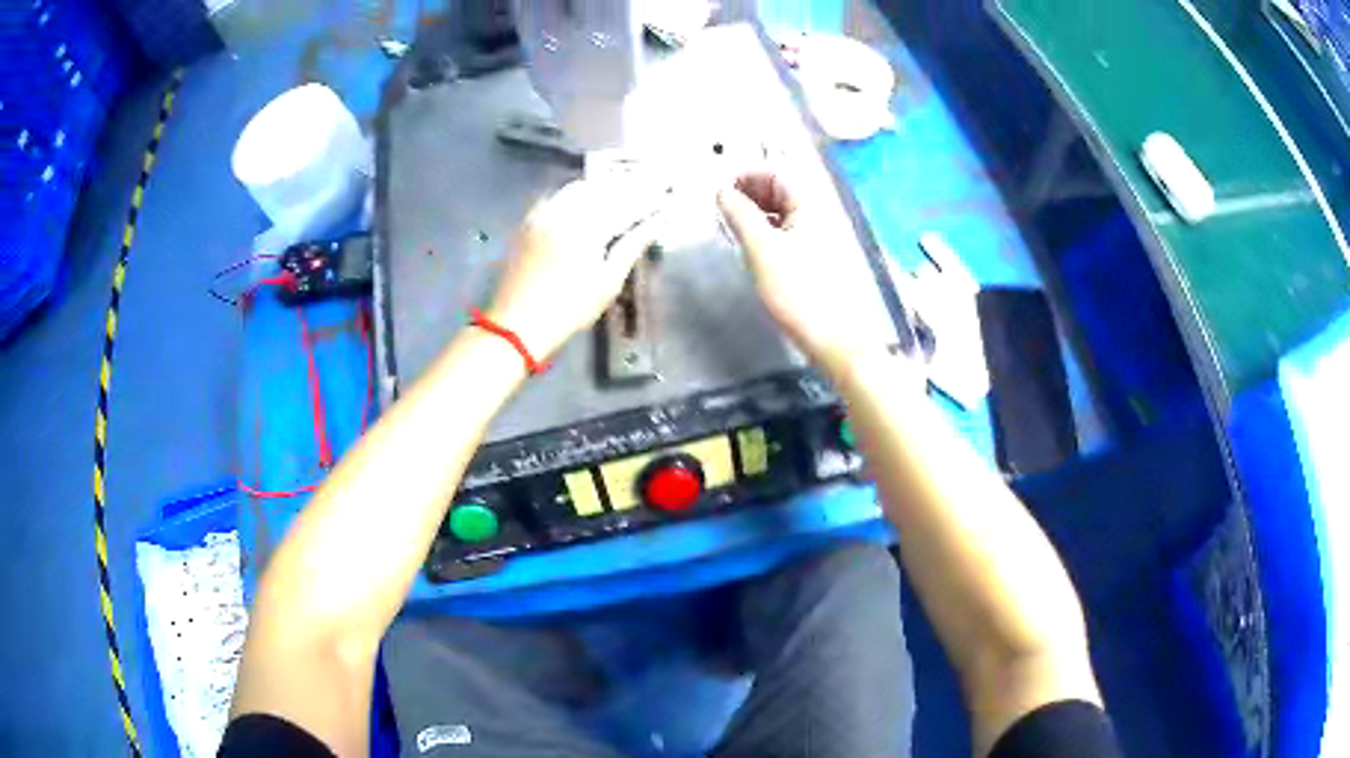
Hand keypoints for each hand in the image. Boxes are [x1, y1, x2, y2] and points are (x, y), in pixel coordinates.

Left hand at [486, 177, 663, 358]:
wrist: (517, 323)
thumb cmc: (569, 309)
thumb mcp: (607, 283)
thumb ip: (631, 247)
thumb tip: (655, 223)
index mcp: (588, 227)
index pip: (625, 203)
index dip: (647, 197)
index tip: (666, 192)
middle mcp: (565, 212)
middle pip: (602, 189)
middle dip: (626, 185)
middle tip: (648, 183)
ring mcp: (543, 214)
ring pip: (578, 188)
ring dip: (601, 185)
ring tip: (619, 187)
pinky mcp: (529, 222)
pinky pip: (557, 196)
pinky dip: (576, 192)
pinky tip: (584, 196)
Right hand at [718, 170, 893, 378]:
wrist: (830, 336)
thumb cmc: (798, 291)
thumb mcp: (761, 248)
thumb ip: (740, 215)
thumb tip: (723, 191)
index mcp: (809, 206)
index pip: (775, 175)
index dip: (746, 176)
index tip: (720, 189)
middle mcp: (817, 216)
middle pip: (780, 192)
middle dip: (749, 193)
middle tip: (721, 207)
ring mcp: (817, 238)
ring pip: (782, 214)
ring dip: (755, 213)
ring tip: (731, 225)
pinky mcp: (814, 260)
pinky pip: (786, 233)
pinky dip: (765, 231)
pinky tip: (751, 245)